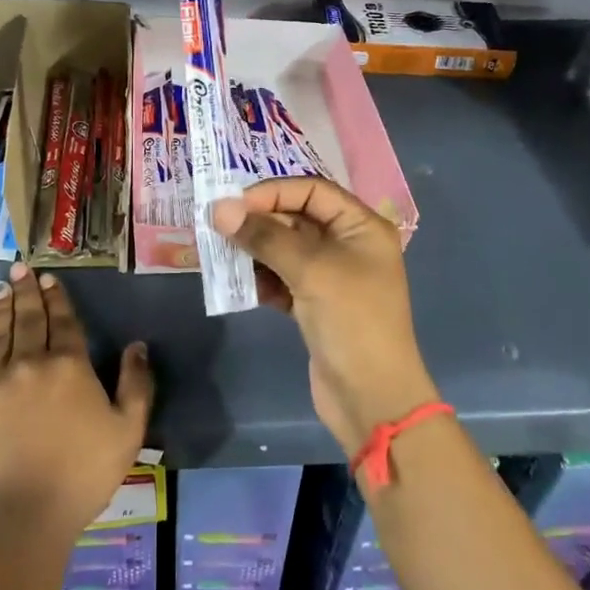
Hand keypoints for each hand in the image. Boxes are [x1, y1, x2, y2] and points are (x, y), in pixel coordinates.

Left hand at [0, 262, 154, 536]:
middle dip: (26, 291)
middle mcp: (30, 362)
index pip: (63, 321)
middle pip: (29, 318)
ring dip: (2, 306)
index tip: (49, 278)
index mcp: (70, 366)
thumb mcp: (128, 431)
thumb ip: (136, 384)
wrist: (20, 516)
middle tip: (20, 267)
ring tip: (2, 287)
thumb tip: (137, 345)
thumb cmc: (81, 474)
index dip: (57, 298)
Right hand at [212, 178, 438, 456]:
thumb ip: (265, 237)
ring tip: (221, 255)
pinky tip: (238, 285)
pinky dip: (261, 279)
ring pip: (285, 249)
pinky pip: (281, 279)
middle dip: (258, 222)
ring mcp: (331, 276)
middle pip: (296, 218)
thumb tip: (219, 209)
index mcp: (361, 226)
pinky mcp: (314, 305)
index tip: (233, 204)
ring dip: (254, 250)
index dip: (272, 192)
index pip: (312, 190)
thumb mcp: (311, 270)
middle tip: (217, 228)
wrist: (372, 399)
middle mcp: (348, 245)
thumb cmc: (352, 322)